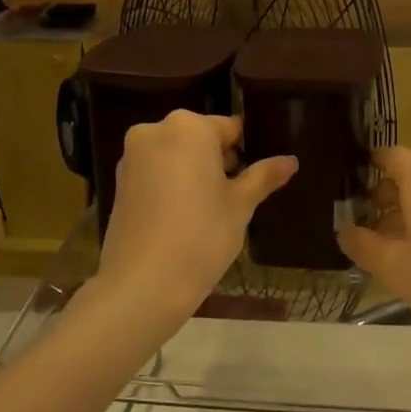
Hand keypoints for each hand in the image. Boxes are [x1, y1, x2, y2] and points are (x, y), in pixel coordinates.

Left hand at [93, 112, 296, 331]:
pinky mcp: (119, 183)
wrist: (143, 284)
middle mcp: (155, 131)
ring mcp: (132, 157)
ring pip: (176, 156)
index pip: (230, 128)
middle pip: (200, 139)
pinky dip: (172, 186)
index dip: (247, 152)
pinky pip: (156, 173)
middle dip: (219, 161)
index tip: (256, 178)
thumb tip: (291, 160)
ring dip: (194, 173)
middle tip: (236, 197)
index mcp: (188, 127)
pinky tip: (184, 218)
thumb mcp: (240, 205)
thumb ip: (264, 176)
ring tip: (210, 211)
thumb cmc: (201, 235)